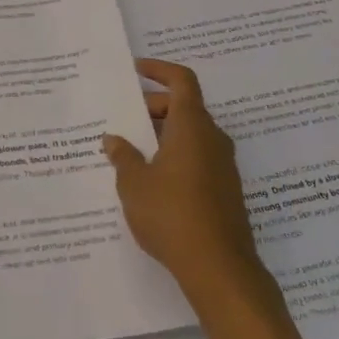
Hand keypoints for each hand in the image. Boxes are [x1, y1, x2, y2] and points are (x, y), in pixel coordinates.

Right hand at [103, 59, 268, 311]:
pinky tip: (150, 180)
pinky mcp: (225, 191)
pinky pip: (196, 158)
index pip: (182, 81)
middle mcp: (212, 140)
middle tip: (123, 120)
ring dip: (162, 135)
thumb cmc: (172, 214)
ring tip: (130, 150)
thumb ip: (123, 156)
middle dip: (153, 107)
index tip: (136, 69)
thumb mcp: (134, 183)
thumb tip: (114, 139)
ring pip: (190, 135)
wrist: (219, 269)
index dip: (159, 70)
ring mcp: (223, 166)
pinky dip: (174, 156)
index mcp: (192, 127)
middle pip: (185, 107)